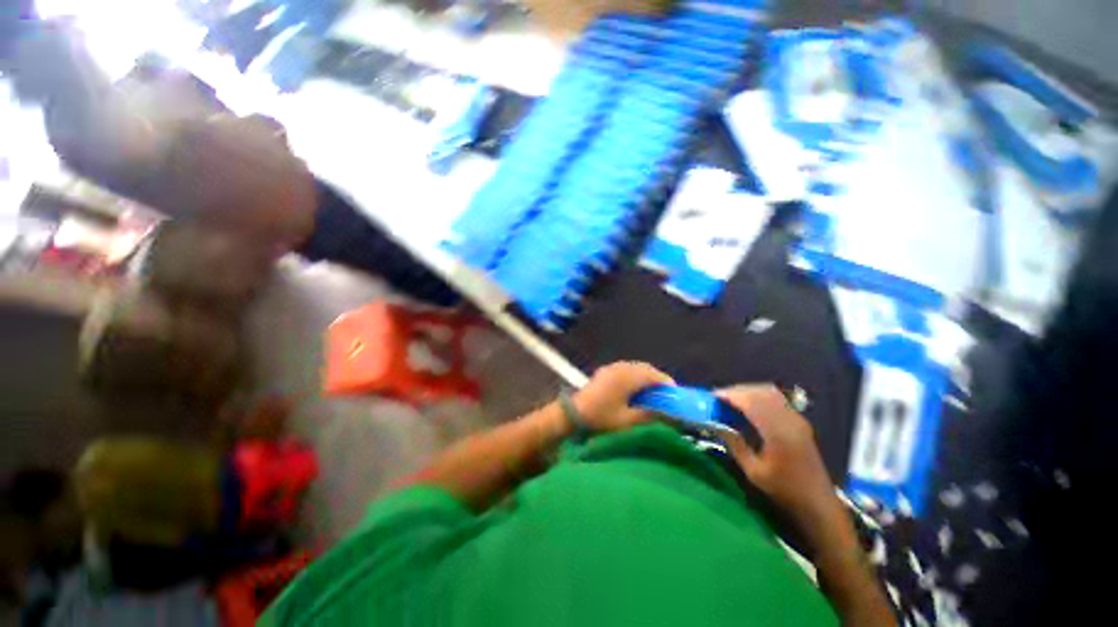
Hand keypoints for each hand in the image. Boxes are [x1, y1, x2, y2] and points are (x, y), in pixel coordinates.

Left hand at [572, 361, 672, 431]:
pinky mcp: (606, 371)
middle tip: (665, 394)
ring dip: (646, 376)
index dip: (666, 383)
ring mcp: (612, 367)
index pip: (653, 375)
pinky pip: (626, 369)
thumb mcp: (627, 420)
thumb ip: (648, 414)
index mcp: (627, 378)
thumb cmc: (601, 417)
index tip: (675, 394)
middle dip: (657, 378)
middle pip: (645, 368)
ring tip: (652, 392)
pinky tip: (635, 388)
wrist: (573, 413)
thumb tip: (666, 413)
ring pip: (636, 367)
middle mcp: (621, 368)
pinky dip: (635, 375)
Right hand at [717, 385, 838, 527]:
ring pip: (769, 392)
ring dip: (749, 391)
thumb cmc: (785, 490)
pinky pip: (777, 399)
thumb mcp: (754, 472)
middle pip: (760, 393)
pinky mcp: (799, 421)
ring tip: (732, 399)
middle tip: (719, 397)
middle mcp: (790, 420)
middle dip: (738, 391)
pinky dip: (760, 396)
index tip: (713, 396)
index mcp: (778, 432)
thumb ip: (736, 444)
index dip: (731, 395)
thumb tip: (717, 425)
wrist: (818, 502)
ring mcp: (797, 419)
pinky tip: (749, 405)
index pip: (751, 402)